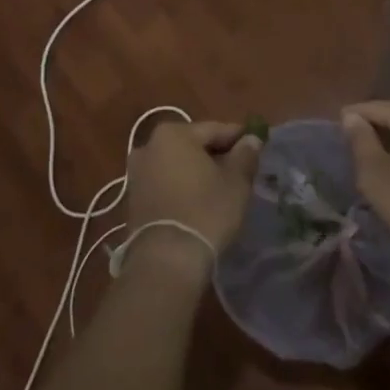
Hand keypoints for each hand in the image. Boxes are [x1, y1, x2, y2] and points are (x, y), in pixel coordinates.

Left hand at [121, 120, 260, 276]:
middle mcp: (149, 145)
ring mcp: (137, 173)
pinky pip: (165, 183)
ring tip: (221, 189)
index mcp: (173, 133)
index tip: (256, 148)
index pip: (215, 129)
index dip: (238, 138)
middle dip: (216, 155)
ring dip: (198, 172)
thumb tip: (251, 139)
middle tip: (240, 170)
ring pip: (177, 164)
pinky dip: (182, 187)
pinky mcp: (133, 198)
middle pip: (193, 145)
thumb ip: (245, 154)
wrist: (166, 260)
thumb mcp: (236, 181)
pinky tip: (198, 202)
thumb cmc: (206, 211)